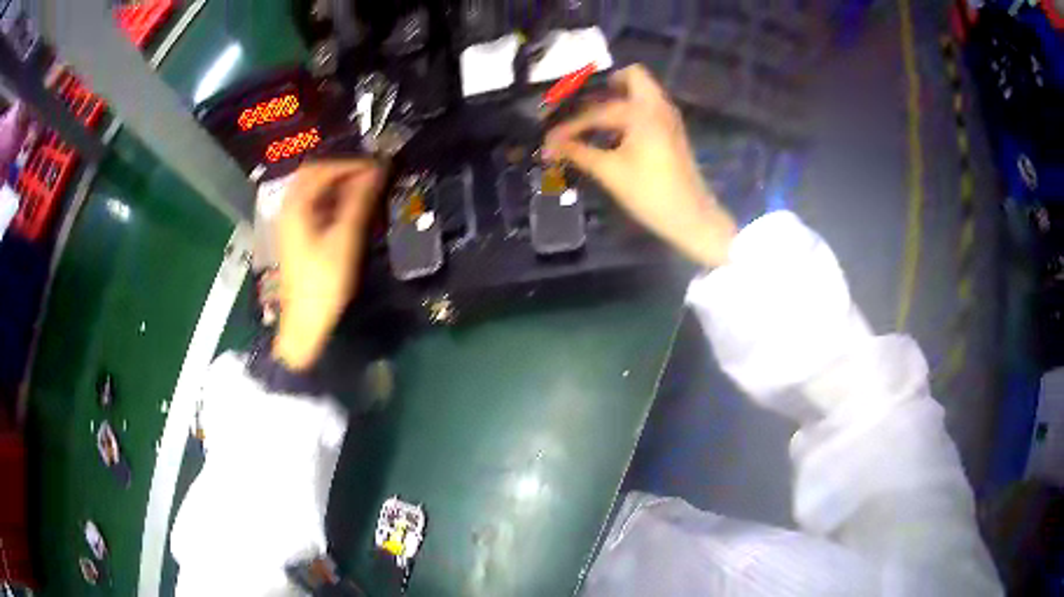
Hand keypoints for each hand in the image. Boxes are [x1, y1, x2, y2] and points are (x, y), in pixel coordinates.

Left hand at [273, 160, 385, 369]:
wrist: (304, 322)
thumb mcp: (345, 238)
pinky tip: (348, 209)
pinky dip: (331, 200)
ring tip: (364, 189)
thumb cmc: (324, 281)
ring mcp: (289, 223)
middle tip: (370, 175)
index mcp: (296, 206)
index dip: (350, 163)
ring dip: (337, 184)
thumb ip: (360, 200)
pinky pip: (312, 205)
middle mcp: (288, 208)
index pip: (322, 168)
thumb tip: (377, 170)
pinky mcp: (295, 236)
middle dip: (343, 170)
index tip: (377, 167)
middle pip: (313, 175)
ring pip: (312, 190)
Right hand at [544, 65, 736, 267]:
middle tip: (580, 105)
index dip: (569, 125)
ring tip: (590, 121)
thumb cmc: (650, 192)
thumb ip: (578, 153)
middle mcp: (657, 106)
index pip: (596, 111)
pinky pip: (647, 108)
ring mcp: (668, 118)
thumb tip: (550, 146)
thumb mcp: (610, 172)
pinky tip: (611, 135)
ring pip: (641, 92)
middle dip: (603, 87)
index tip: (549, 138)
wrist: (691, 217)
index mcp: (641, 111)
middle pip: (631, 76)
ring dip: (616, 99)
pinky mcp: (672, 131)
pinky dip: (628, 112)